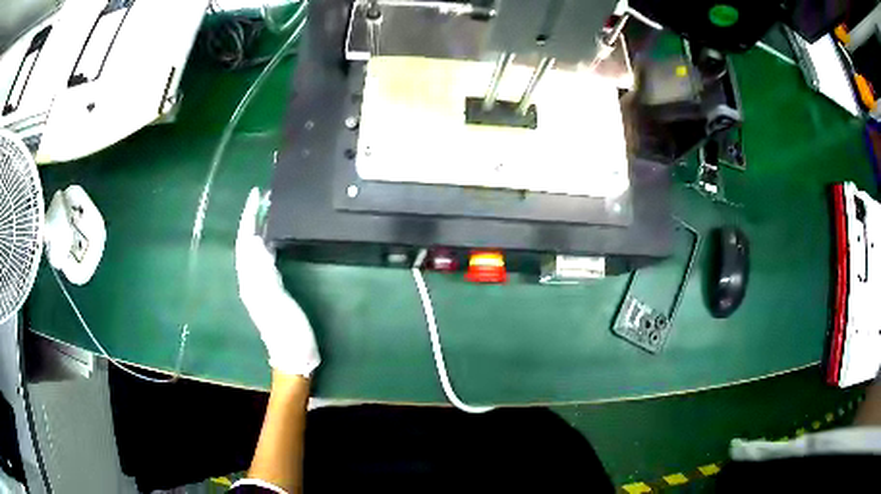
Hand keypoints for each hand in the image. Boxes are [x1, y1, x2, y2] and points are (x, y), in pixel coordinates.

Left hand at [236, 188, 319, 376]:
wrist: (293, 356)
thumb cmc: (288, 331)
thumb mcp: (276, 302)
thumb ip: (264, 273)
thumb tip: (257, 242)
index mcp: (250, 281)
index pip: (245, 242)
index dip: (249, 217)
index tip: (256, 194)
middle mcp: (250, 280)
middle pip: (246, 244)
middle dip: (251, 219)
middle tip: (262, 197)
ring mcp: (258, 286)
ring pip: (253, 250)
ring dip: (257, 229)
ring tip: (266, 210)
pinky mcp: (269, 290)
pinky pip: (263, 260)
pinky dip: (265, 243)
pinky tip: (272, 239)